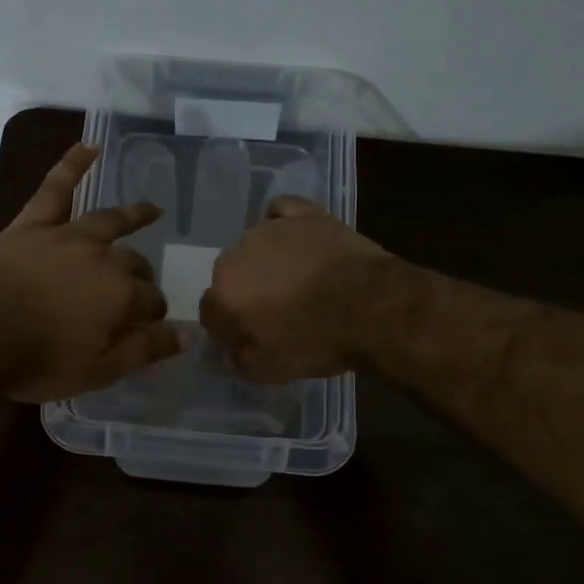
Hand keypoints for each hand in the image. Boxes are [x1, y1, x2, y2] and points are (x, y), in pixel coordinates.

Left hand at [0, 144, 183, 401]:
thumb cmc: (37, 362)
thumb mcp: (98, 372)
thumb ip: (144, 351)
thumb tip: (186, 336)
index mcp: (120, 296)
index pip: (152, 300)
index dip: (153, 314)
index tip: (148, 325)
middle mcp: (103, 258)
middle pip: (134, 262)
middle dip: (142, 276)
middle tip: (138, 288)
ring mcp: (67, 236)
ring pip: (108, 220)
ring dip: (133, 214)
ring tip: (151, 209)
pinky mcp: (33, 225)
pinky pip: (55, 188)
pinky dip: (72, 165)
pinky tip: (89, 147)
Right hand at [199, 196, 394, 382]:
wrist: (373, 307)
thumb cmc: (318, 341)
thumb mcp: (270, 371)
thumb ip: (238, 360)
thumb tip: (231, 349)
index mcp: (223, 294)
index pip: (210, 312)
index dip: (229, 328)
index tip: (250, 338)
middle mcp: (236, 256)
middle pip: (229, 276)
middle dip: (244, 292)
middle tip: (274, 310)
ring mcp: (269, 229)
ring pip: (252, 246)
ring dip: (263, 262)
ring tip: (293, 278)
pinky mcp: (303, 214)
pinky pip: (280, 212)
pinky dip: (281, 223)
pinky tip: (294, 238)